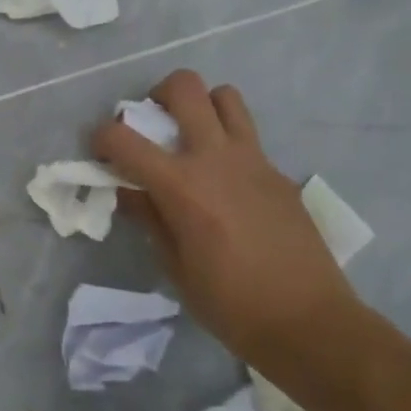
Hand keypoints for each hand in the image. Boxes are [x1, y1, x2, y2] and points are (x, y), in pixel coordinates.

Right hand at [93, 70, 359, 363]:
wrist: (310, 323)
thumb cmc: (231, 304)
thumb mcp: (174, 266)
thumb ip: (149, 218)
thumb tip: (129, 190)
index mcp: (182, 185)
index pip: (124, 138)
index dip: (102, 138)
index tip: (101, 154)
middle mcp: (216, 158)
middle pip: (184, 87)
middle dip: (157, 95)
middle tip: (152, 125)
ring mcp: (253, 160)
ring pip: (225, 96)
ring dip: (201, 106)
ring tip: (193, 137)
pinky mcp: (278, 172)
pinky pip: (248, 136)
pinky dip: (227, 143)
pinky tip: (227, 183)